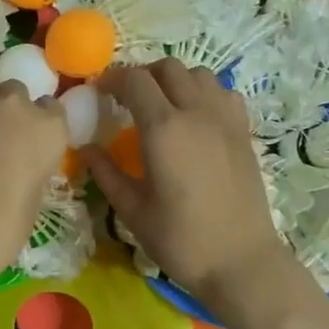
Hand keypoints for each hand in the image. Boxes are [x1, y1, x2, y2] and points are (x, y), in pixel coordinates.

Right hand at [86, 60, 312, 311]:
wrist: (240, 261)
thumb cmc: (180, 239)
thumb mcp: (132, 209)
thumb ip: (106, 172)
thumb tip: (85, 148)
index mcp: (163, 129)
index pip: (135, 80)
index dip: (113, 80)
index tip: (99, 93)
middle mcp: (196, 113)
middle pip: (168, 67)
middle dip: (142, 75)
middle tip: (127, 98)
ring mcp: (225, 120)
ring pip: (199, 74)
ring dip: (175, 80)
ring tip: (161, 104)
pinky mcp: (244, 132)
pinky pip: (223, 93)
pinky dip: (204, 93)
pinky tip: (195, 117)